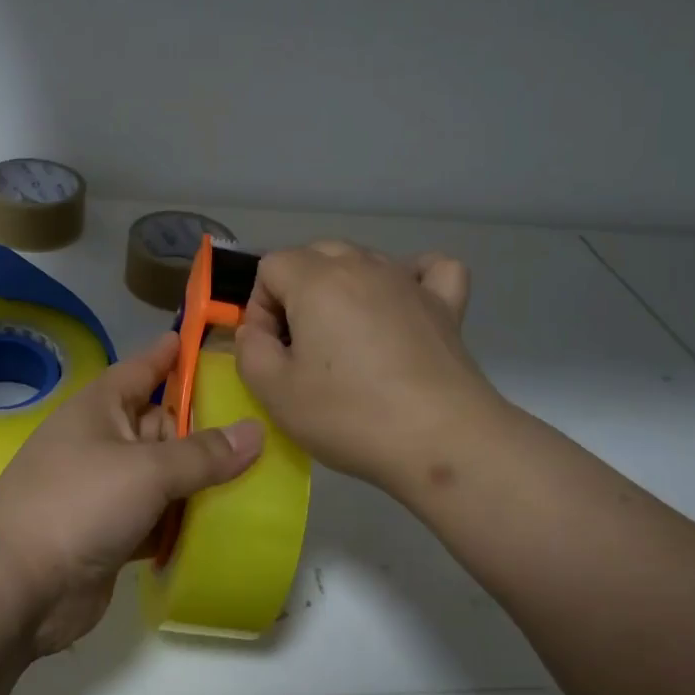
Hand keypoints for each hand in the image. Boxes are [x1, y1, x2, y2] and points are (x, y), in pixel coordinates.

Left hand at [0, 332, 262, 655]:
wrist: (16, 587)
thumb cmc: (78, 503)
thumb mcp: (146, 470)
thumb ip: (203, 454)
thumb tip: (256, 432)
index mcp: (101, 408)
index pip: (143, 369)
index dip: (172, 354)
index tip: (206, 338)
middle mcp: (103, 442)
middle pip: (162, 424)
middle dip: (205, 426)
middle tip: (262, 421)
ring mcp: (106, 490)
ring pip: (164, 475)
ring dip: (200, 479)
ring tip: (260, 472)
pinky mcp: (113, 534)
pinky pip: (159, 517)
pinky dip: (185, 519)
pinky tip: (226, 521)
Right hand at [235, 241, 493, 495]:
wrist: (441, 440)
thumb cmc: (350, 415)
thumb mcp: (273, 391)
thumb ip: (249, 349)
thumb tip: (258, 330)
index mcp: (317, 280)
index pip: (271, 266)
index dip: (260, 307)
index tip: (271, 350)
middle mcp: (363, 266)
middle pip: (315, 255)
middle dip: (297, 292)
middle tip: (301, 347)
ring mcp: (409, 281)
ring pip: (363, 260)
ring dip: (343, 288)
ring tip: (346, 338)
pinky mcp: (445, 304)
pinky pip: (426, 269)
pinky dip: (410, 277)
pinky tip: (402, 303)